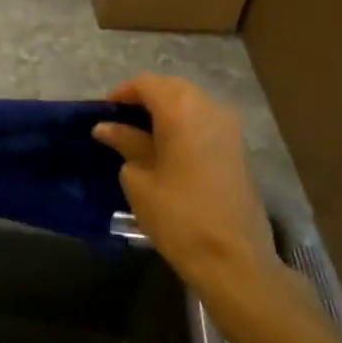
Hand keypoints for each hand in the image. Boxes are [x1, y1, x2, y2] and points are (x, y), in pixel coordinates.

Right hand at [93, 74, 277, 288]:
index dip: (121, 94)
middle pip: (170, 89)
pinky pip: (204, 121)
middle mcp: (208, 107)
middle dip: (144, 100)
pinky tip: (167, 149)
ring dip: (165, 112)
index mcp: (180, 108)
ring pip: (190, 103)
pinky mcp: (238, 147)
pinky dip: (183, 125)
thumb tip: (107, 127)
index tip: (103, 113)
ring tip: (141, 136)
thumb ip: (125, 143)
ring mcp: (229, 126)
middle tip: (119, 123)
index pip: (145, 84)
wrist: (233, 258)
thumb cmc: (177, 215)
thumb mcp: (139, 178)